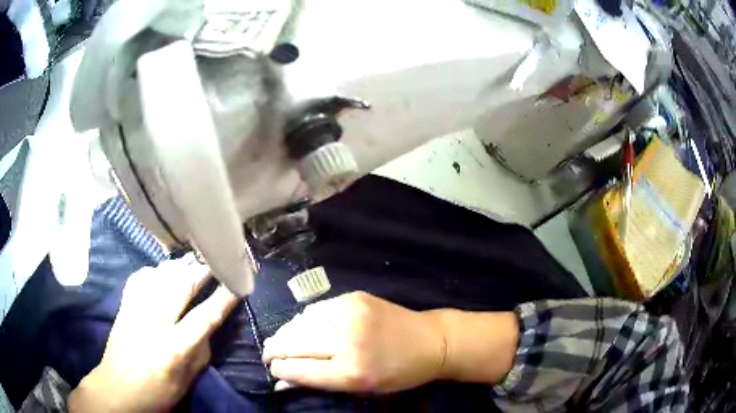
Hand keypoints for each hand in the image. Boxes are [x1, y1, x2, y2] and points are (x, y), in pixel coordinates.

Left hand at [68, 255, 238, 412]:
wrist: (118, 388)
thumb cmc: (158, 392)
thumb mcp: (187, 381)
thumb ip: (200, 351)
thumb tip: (208, 326)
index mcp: (174, 347)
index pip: (205, 316)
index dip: (224, 297)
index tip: (238, 282)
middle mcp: (155, 322)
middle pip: (181, 285)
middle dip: (202, 269)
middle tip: (216, 258)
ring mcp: (136, 309)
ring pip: (160, 275)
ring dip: (180, 265)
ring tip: (193, 259)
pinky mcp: (124, 304)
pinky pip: (141, 277)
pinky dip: (155, 270)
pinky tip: (162, 271)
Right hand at [262, 291, 446, 393]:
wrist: (431, 341)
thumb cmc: (398, 373)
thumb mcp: (361, 389)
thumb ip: (319, 383)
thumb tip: (281, 382)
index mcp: (351, 372)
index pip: (298, 370)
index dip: (279, 370)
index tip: (271, 370)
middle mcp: (347, 341)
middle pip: (293, 343)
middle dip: (273, 350)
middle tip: (267, 354)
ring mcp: (350, 314)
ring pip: (300, 322)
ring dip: (286, 333)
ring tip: (280, 340)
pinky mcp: (354, 297)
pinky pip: (316, 308)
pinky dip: (305, 319)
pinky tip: (304, 326)